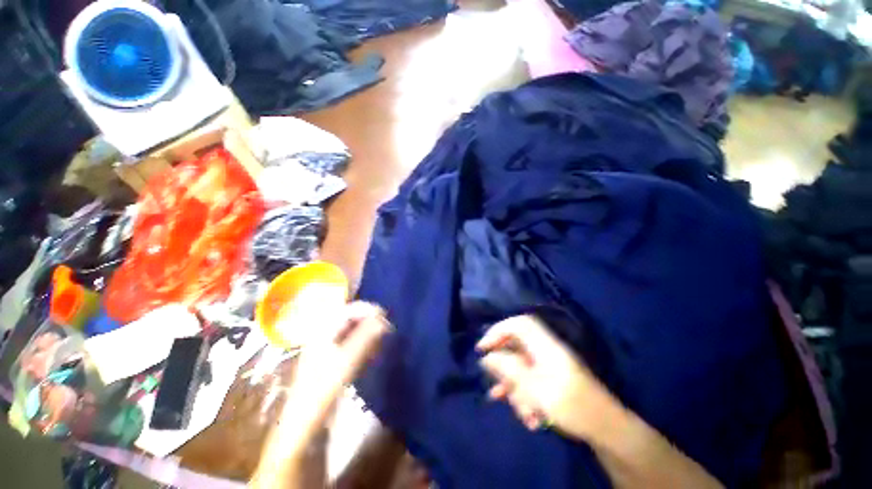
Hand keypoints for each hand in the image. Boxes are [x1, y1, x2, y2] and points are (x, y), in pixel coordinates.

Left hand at [252, 301, 390, 488]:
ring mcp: (329, 351)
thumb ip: (364, 339)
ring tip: (384, 338)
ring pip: (354, 332)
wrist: (303, 429)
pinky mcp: (335, 364)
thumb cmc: (321, 392)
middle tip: (388, 328)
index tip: (387, 317)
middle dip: (370, 319)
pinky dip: (366, 344)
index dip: (368, 309)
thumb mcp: (344, 363)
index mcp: (323, 332)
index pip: (348, 309)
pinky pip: (354, 346)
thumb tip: (384, 319)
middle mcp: (325, 337)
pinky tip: (374, 352)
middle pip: (351, 319)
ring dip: (369, 331)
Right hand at [477, 315, 618, 441]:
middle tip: (496, 387)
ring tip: (522, 414)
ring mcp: (549, 366)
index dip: (498, 330)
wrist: (606, 430)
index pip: (518, 324)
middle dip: (505, 370)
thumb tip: (487, 356)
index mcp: (545, 345)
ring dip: (517, 391)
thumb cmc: (571, 406)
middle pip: (516, 349)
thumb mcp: (535, 388)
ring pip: (521, 369)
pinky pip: (531, 382)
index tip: (483, 348)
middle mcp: (545, 351)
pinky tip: (528, 417)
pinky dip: (526, 397)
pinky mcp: (552, 380)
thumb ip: (509, 369)